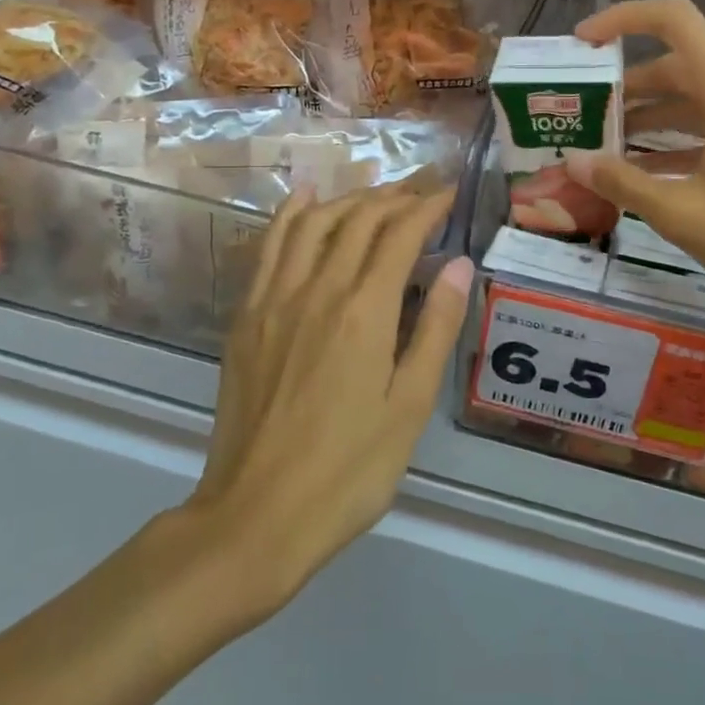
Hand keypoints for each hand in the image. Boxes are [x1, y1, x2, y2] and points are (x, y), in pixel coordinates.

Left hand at [193, 186, 473, 612]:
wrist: (257, 514)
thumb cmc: (350, 469)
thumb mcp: (410, 405)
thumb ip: (435, 328)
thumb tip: (459, 264)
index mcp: (363, 311)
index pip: (400, 234)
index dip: (428, 207)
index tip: (450, 192)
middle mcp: (317, 289)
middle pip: (358, 219)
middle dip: (394, 196)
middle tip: (423, 190)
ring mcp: (274, 299)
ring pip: (313, 223)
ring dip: (348, 198)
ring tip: (377, 193)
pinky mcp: (246, 316)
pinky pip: (270, 247)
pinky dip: (290, 214)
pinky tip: (304, 198)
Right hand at [563, 0, 704, 328]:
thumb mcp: (684, 214)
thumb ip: (622, 182)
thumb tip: (574, 162)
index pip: (674, 21)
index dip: (623, 20)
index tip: (583, 44)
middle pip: (678, 66)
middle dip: (626, 88)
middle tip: (583, 117)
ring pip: (696, 100)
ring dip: (650, 119)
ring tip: (604, 149)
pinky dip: (678, 142)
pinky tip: (648, 176)